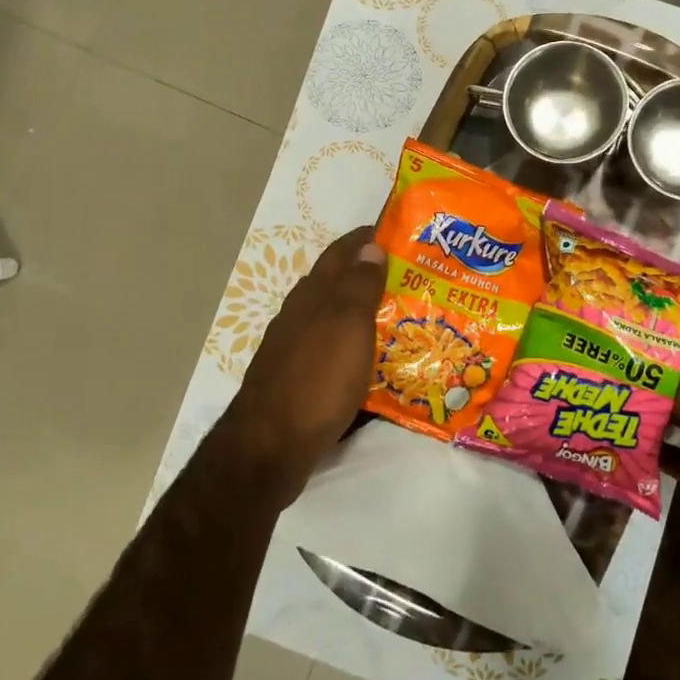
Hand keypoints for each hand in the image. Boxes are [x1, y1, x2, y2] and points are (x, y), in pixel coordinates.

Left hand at [213, 226, 385, 509]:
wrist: (270, 446)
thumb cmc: (317, 379)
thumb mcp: (348, 326)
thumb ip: (359, 284)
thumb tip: (370, 245)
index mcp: (313, 294)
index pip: (342, 252)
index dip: (367, 239)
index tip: (399, 233)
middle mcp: (300, 314)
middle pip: (336, 282)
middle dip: (369, 273)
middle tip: (410, 276)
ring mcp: (294, 347)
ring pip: (333, 317)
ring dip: (361, 310)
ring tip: (398, 316)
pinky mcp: (296, 378)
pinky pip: (331, 348)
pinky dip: (352, 344)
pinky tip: (369, 359)